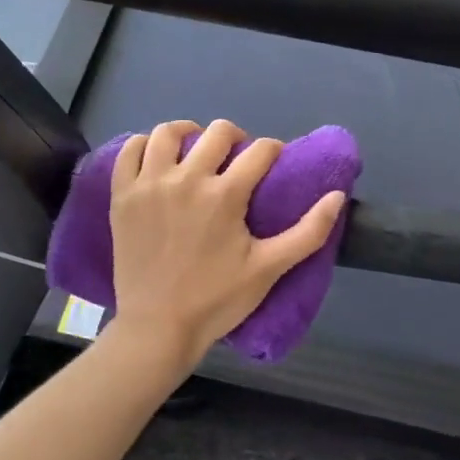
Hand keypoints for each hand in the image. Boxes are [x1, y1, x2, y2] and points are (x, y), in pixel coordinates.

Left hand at [109, 120, 345, 371]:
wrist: (157, 328)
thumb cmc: (217, 300)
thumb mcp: (270, 269)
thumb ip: (309, 232)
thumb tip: (337, 195)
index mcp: (225, 194)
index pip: (259, 151)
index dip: (273, 151)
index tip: (273, 163)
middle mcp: (186, 179)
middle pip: (217, 132)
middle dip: (236, 138)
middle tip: (237, 159)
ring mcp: (150, 184)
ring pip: (169, 132)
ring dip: (189, 133)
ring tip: (196, 149)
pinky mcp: (122, 195)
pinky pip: (130, 151)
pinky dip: (145, 145)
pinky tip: (158, 158)